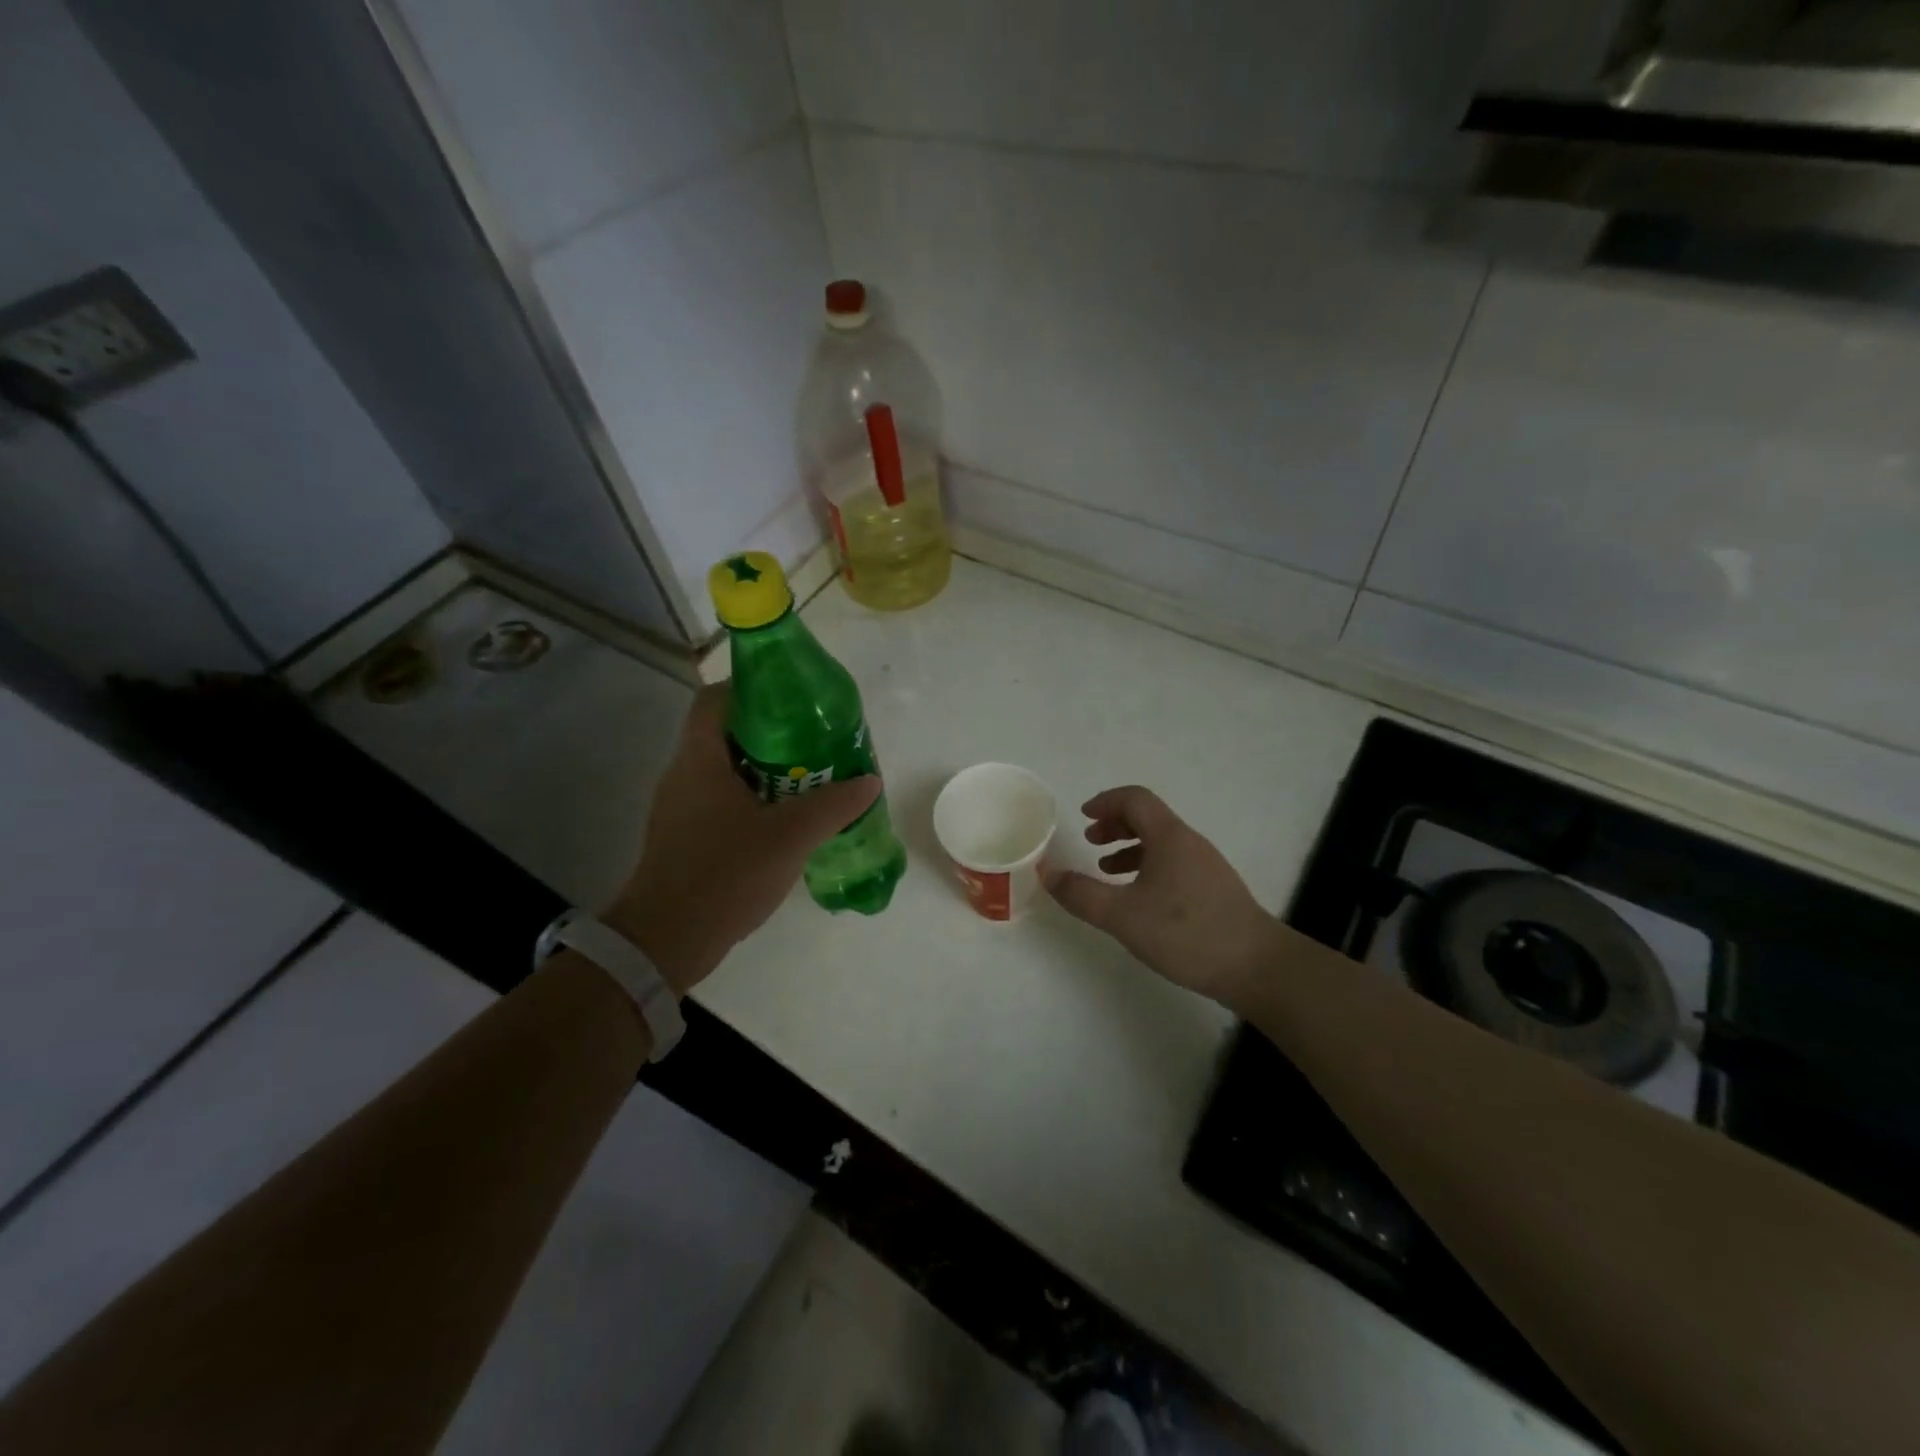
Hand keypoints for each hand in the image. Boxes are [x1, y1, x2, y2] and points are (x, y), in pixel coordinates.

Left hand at [606, 685, 880, 993]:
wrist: (668, 940)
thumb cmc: (725, 874)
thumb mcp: (790, 837)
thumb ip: (833, 805)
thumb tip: (870, 780)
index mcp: (700, 759)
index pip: (715, 698)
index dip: (751, 687)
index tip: (792, 698)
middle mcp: (683, 774)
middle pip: (725, 732)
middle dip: (771, 731)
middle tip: (814, 740)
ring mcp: (680, 807)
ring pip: (725, 769)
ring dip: (765, 768)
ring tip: (809, 777)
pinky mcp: (684, 836)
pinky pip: (721, 799)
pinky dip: (753, 798)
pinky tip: (784, 819)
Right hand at [1044, 786, 1283, 1004]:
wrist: (1257, 967)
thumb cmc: (1186, 933)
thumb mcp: (1122, 916)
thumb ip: (1081, 894)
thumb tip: (1047, 871)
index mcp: (1169, 837)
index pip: (1135, 799)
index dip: (1106, 801)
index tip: (1083, 816)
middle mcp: (1189, 843)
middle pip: (1149, 818)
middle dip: (1115, 825)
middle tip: (1091, 842)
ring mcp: (1206, 867)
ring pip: (1161, 843)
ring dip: (1130, 848)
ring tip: (1107, 872)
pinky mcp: (1214, 890)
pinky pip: (1174, 864)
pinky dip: (1148, 868)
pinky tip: (1140, 899)